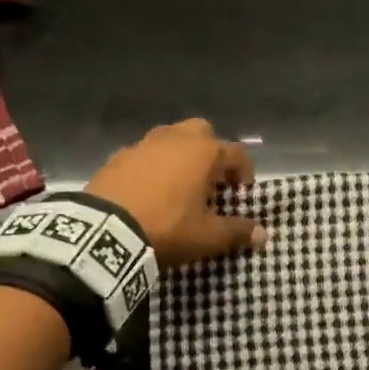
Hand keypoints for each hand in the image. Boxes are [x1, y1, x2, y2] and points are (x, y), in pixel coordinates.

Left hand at [86, 118, 265, 267]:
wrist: (105, 233)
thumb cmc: (167, 228)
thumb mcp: (208, 237)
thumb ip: (237, 232)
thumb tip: (263, 234)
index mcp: (203, 153)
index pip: (236, 153)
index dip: (244, 171)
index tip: (242, 191)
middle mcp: (174, 139)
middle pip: (202, 132)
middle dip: (211, 151)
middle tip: (210, 180)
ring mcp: (142, 145)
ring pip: (170, 139)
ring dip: (180, 156)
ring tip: (179, 184)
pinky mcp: (116, 157)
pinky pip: (143, 155)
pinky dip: (152, 166)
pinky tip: (149, 190)